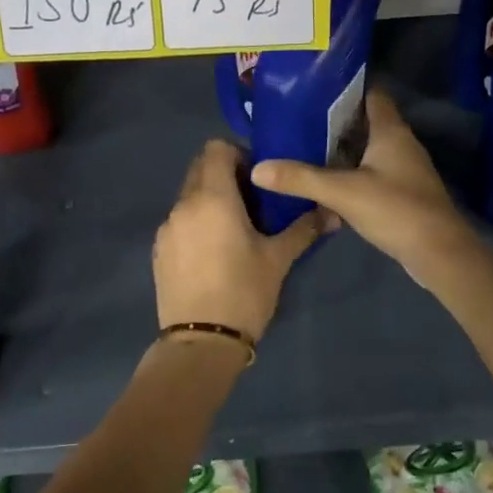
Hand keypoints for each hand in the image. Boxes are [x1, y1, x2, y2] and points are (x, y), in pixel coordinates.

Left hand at [152, 139, 326, 343]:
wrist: (201, 343)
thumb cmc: (244, 292)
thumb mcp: (278, 259)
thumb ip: (304, 228)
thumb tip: (333, 213)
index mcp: (212, 197)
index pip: (216, 148)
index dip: (238, 154)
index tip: (259, 179)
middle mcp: (184, 204)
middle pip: (200, 168)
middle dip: (225, 174)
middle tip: (252, 201)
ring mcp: (167, 228)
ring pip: (188, 195)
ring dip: (210, 199)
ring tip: (234, 229)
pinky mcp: (158, 250)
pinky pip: (179, 221)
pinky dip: (196, 222)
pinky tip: (213, 252)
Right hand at [250, 91, 482, 290]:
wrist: (439, 253)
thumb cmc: (395, 209)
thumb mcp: (343, 192)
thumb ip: (301, 178)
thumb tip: (257, 169)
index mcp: (390, 131)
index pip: (370, 94)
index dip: (345, 88)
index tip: (313, 89)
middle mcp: (400, 143)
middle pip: (366, 121)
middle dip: (335, 120)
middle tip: (299, 120)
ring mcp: (404, 169)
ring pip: (368, 148)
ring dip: (342, 149)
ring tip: (304, 147)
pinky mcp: (403, 192)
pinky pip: (372, 172)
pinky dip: (351, 172)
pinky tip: (327, 182)